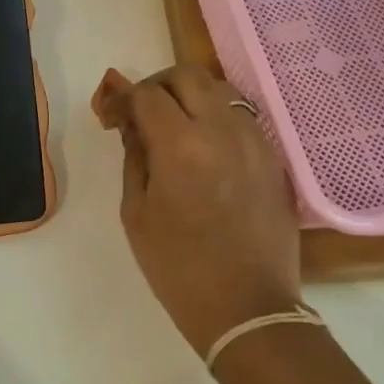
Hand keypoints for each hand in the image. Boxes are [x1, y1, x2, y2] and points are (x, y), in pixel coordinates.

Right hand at [93, 64, 301, 356]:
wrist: (248, 308)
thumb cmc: (178, 267)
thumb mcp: (136, 211)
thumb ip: (133, 155)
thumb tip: (129, 120)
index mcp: (181, 145)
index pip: (147, 94)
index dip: (121, 99)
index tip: (109, 118)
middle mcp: (223, 131)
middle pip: (188, 76)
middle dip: (157, 86)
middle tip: (140, 113)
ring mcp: (255, 142)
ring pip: (220, 90)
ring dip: (189, 97)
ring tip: (172, 128)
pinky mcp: (273, 159)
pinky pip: (241, 117)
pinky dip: (215, 118)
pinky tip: (203, 148)